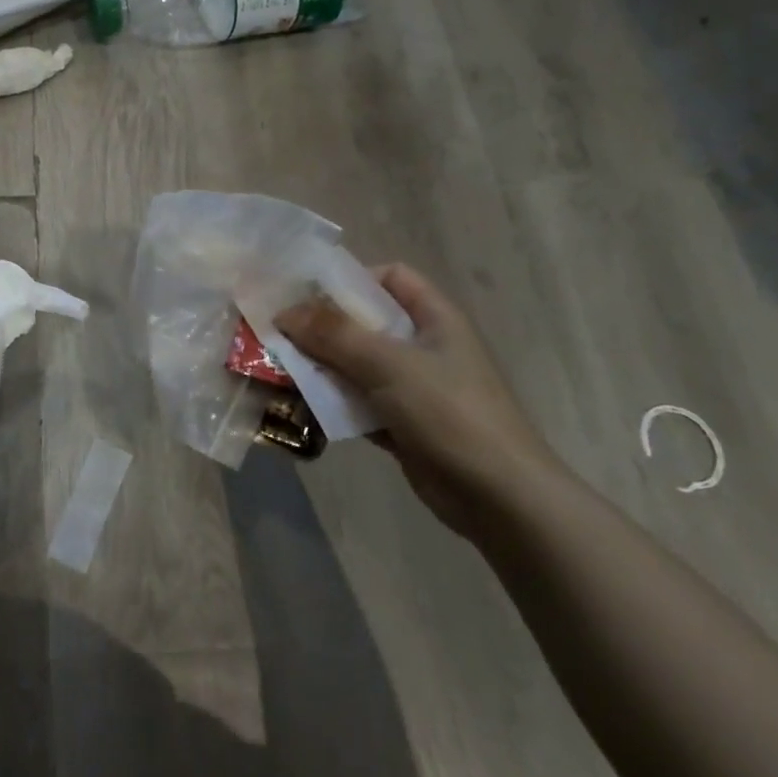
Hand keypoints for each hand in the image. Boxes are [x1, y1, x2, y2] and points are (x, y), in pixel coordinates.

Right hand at [276, 263, 561, 535]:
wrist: (501, 499)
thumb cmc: (450, 414)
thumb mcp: (390, 364)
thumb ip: (335, 334)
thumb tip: (284, 312)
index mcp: (434, 318)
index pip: (391, 277)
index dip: (351, 278)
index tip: (308, 293)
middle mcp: (423, 346)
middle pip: (364, 322)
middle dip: (321, 326)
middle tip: (276, 332)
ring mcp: (413, 387)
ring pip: (356, 364)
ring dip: (320, 366)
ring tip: (276, 369)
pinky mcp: (401, 423)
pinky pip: (357, 402)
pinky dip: (331, 402)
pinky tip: (298, 406)